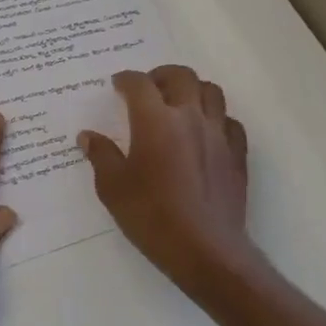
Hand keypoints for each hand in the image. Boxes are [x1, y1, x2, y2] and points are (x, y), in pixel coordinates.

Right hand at [78, 66, 256, 303]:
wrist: (205, 249)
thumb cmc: (151, 216)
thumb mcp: (113, 188)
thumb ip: (101, 156)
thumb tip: (88, 136)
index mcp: (155, 121)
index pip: (139, 84)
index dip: (126, 79)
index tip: (117, 85)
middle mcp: (190, 118)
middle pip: (181, 77)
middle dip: (161, 75)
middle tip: (148, 87)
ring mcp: (218, 134)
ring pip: (211, 92)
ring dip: (192, 89)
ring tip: (178, 103)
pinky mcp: (237, 155)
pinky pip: (230, 122)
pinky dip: (216, 118)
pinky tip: (205, 132)